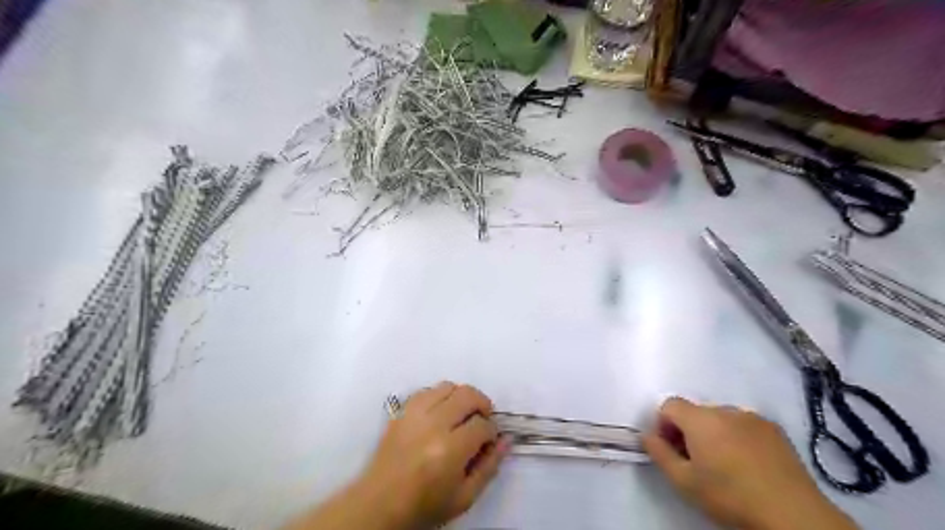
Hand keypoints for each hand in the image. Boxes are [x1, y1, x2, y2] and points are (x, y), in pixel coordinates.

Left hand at [288, 382, 508, 528]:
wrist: (380, 504)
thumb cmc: (425, 505)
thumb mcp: (465, 497)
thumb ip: (489, 466)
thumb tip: (506, 440)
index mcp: (450, 450)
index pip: (482, 424)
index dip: (492, 431)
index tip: (489, 440)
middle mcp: (433, 425)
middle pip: (467, 395)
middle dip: (482, 404)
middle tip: (482, 419)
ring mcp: (414, 414)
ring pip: (448, 386)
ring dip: (461, 397)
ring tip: (462, 414)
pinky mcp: (402, 410)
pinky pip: (427, 389)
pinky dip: (440, 395)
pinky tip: (441, 412)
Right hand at [642, 398, 856, 529]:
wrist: (792, 514)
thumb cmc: (729, 495)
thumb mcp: (683, 482)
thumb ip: (658, 453)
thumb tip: (646, 435)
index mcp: (700, 418)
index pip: (669, 404)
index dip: (664, 424)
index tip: (671, 449)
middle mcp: (725, 409)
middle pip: (695, 411)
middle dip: (689, 430)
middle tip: (696, 461)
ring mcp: (753, 417)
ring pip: (720, 418)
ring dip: (714, 433)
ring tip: (725, 463)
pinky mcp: (775, 429)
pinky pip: (744, 424)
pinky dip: (738, 436)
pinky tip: (748, 463)